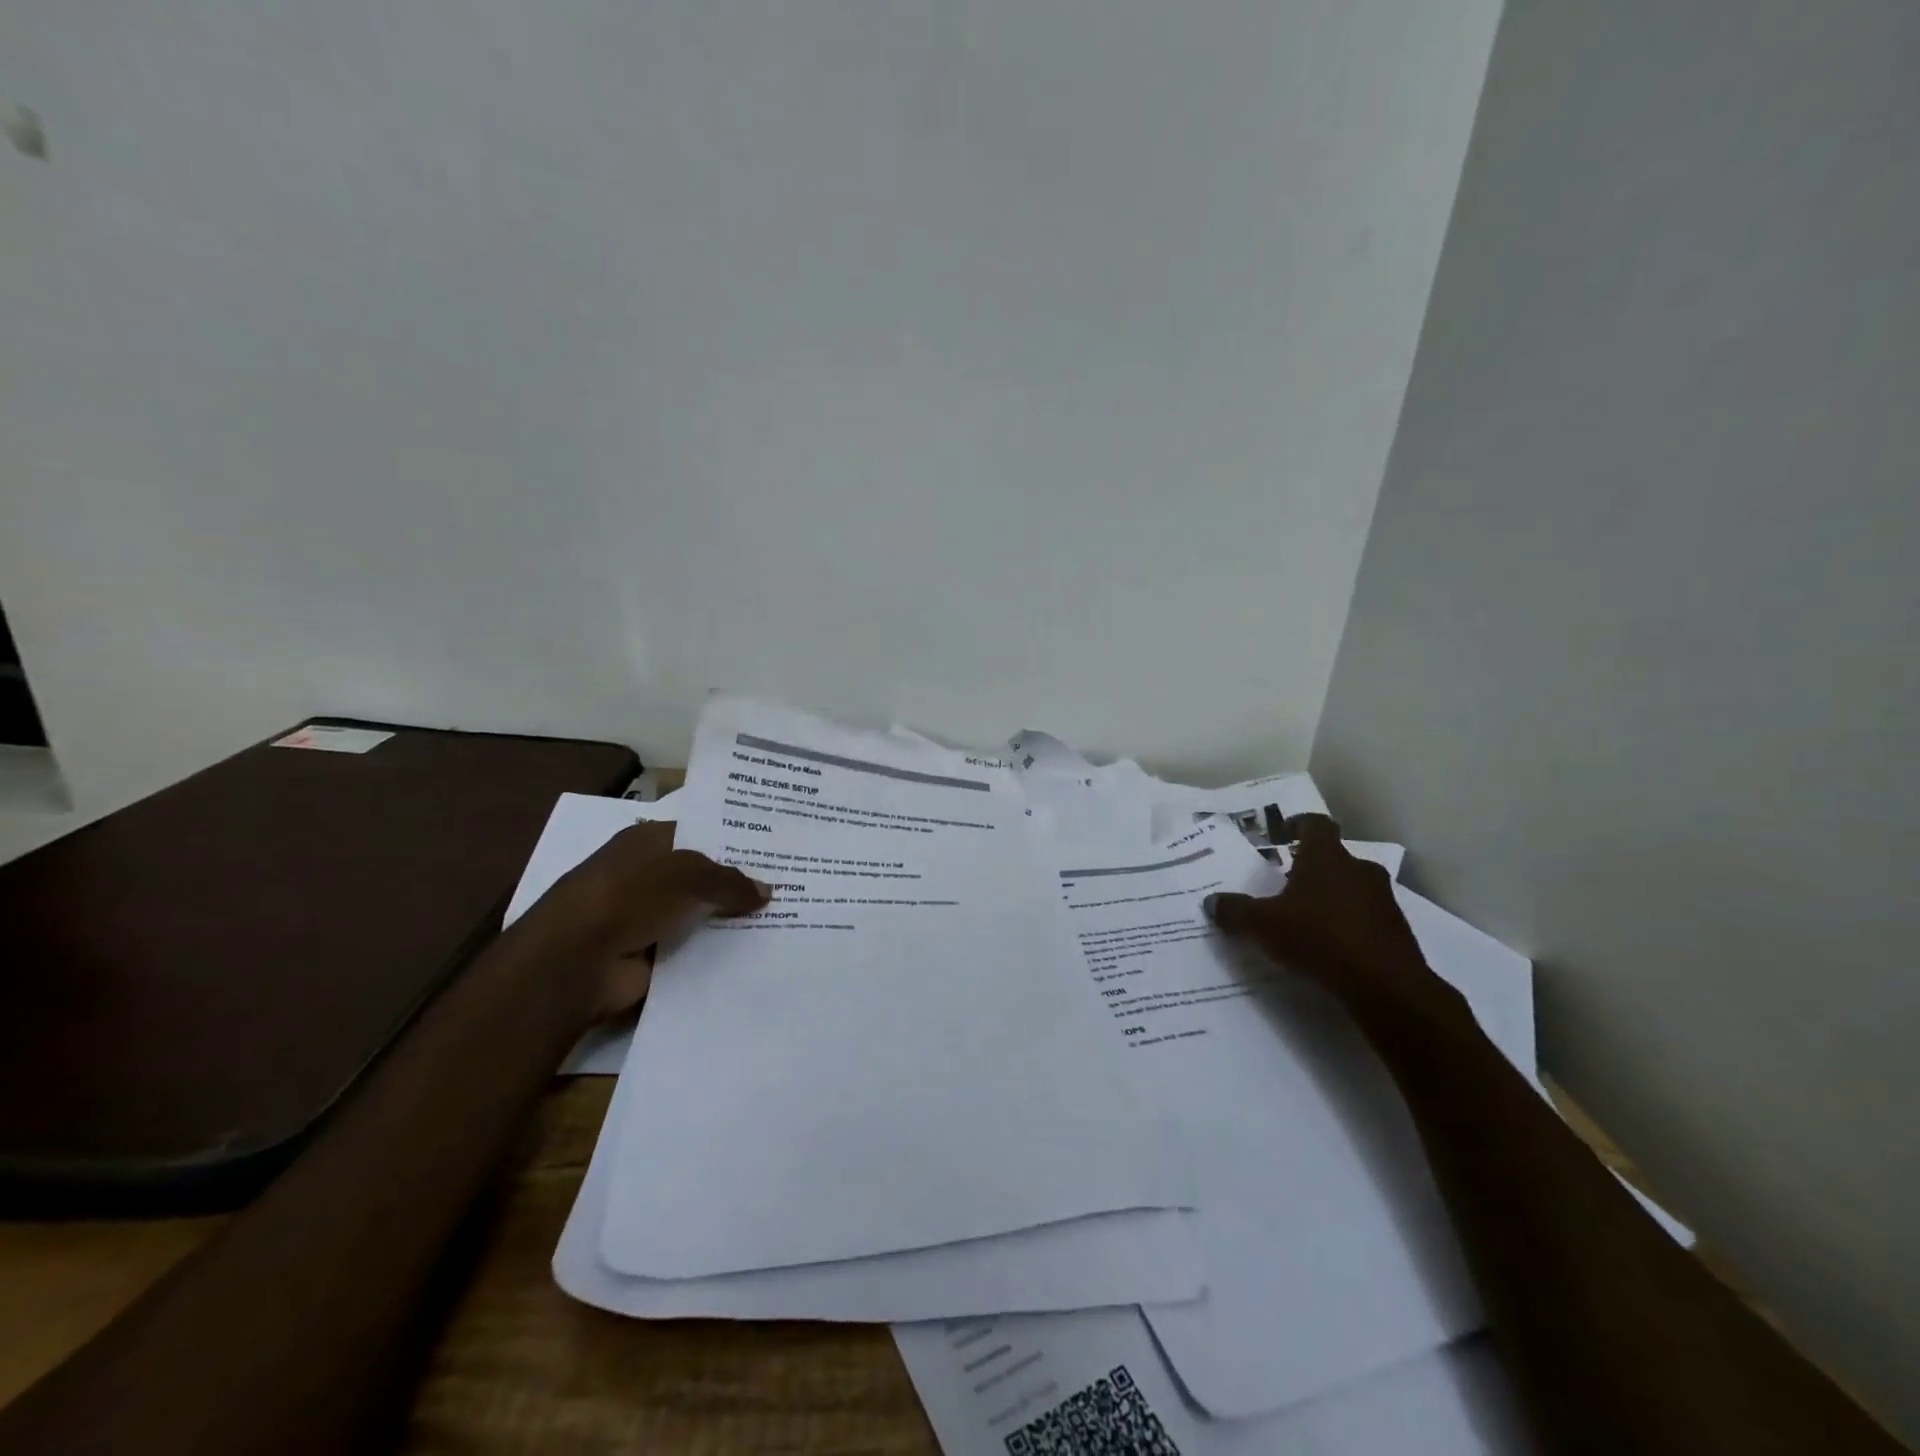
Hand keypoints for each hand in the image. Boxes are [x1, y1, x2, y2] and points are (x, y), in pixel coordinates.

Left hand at [519, 821, 770, 1016]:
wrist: (574, 963)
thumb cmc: (628, 897)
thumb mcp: (688, 875)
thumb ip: (730, 881)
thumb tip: (769, 891)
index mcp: (647, 841)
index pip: (700, 834)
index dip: (735, 841)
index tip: (775, 851)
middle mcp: (647, 875)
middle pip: (703, 876)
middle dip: (739, 883)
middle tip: (790, 886)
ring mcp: (646, 917)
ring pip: (701, 914)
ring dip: (731, 920)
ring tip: (785, 920)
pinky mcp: (649, 956)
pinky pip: (694, 949)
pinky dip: (718, 953)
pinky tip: (758, 954)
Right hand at [1205, 814, 1467, 1031]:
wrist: (1386, 986)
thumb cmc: (1318, 937)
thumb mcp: (1263, 925)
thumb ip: (1235, 911)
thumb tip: (1211, 902)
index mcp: (1326, 857)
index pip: (1315, 824)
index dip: (1299, 824)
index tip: (1283, 833)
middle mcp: (1358, 869)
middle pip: (1333, 858)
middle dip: (1310, 868)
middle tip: (1285, 884)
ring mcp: (1382, 900)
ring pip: (1351, 888)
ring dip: (1330, 897)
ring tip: (1304, 919)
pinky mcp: (1396, 931)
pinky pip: (1365, 918)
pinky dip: (1347, 924)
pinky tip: (1329, 947)